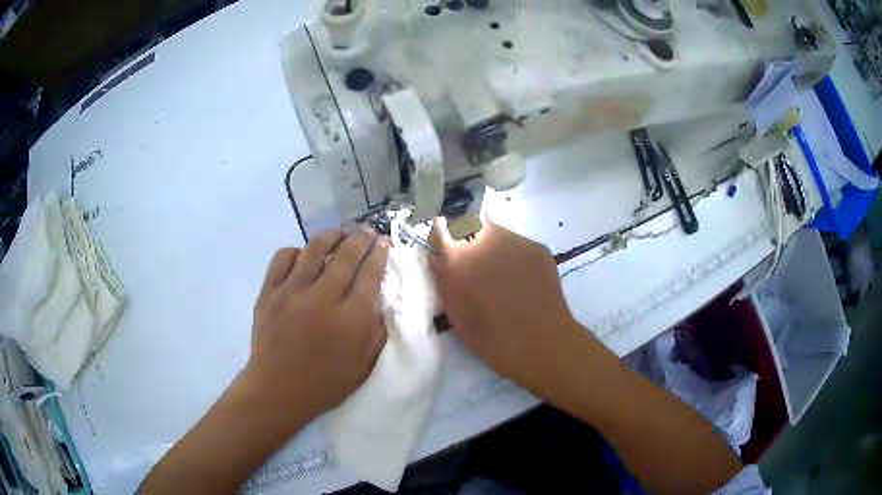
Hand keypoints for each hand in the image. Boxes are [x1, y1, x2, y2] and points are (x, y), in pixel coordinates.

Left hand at [246, 229, 388, 423]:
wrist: (277, 390)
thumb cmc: (325, 383)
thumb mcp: (364, 364)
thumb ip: (376, 329)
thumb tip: (379, 298)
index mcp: (350, 319)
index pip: (370, 274)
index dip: (380, 254)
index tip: (384, 243)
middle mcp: (322, 298)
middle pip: (347, 255)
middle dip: (361, 239)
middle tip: (367, 233)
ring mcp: (291, 292)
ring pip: (315, 248)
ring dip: (332, 236)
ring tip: (339, 235)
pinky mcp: (269, 292)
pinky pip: (283, 257)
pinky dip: (296, 252)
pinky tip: (303, 258)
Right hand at [428, 217, 587, 394]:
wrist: (539, 341)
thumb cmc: (490, 336)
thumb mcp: (454, 312)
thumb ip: (442, 279)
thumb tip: (437, 258)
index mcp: (457, 256)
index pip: (441, 226)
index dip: (442, 234)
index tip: (446, 246)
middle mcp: (484, 238)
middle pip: (469, 220)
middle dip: (468, 234)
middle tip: (476, 259)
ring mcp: (514, 240)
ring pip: (497, 231)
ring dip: (493, 244)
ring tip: (503, 273)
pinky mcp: (537, 246)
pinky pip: (519, 244)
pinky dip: (516, 256)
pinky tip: (524, 279)